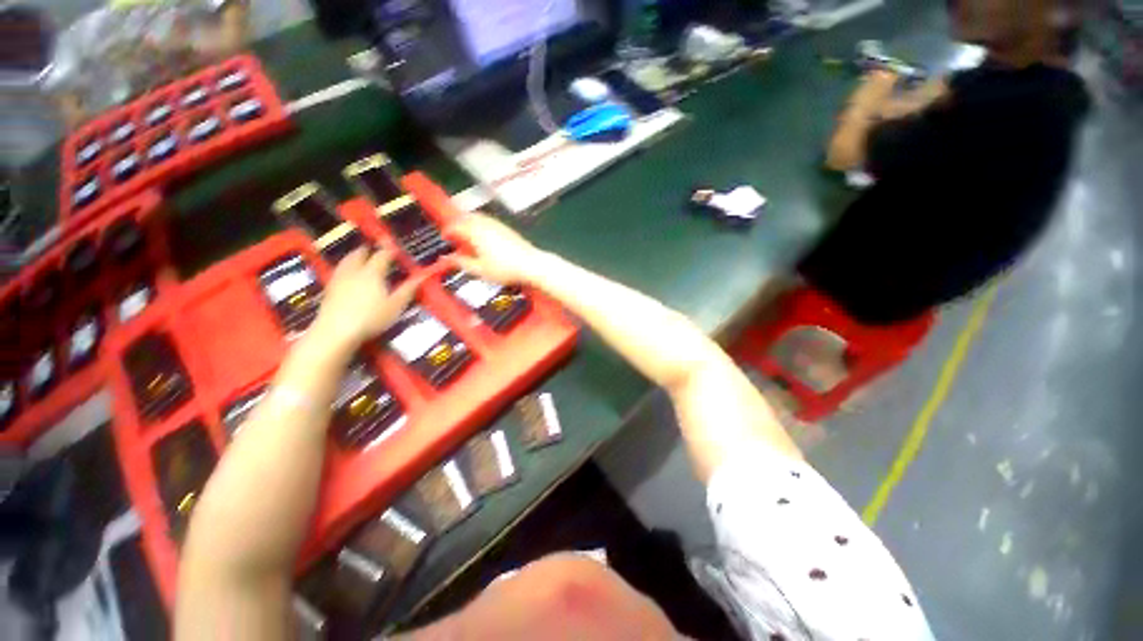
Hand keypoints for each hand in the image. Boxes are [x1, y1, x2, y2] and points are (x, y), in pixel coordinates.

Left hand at [310, 248, 418, 354]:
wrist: (335, 332)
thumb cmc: (371, 318)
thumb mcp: (395, 306)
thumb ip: (408, 290)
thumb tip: (422, 276)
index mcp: (372, 273)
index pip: (382, 256)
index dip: (389, 250)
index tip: (395, 247)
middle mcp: (354, 271)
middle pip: (360, 254)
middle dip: (368, 249)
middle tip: (375, 248)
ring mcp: (339, 279)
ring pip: (347, 260)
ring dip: (355, 255)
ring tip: (360, 256)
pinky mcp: (329, 289)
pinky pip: (339, 270)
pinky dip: (346, 266)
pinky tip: (348, 273)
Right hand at [447, 213, 544, 284]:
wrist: (531, 264)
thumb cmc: (505, 269)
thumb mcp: (480, 270)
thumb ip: (463, 263)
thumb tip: (449, 258)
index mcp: (475, 232)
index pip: (456, 225)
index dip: (448, 231)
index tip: (445, 238)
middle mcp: (486, 224)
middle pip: (467, 217)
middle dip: (458, 223)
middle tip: (454, 233)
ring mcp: (498, 224)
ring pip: (479, 217)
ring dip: (470, 222)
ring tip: (467, 234)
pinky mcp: (507, 228)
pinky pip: (489, 221)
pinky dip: (481, 224)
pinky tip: (484, 237)